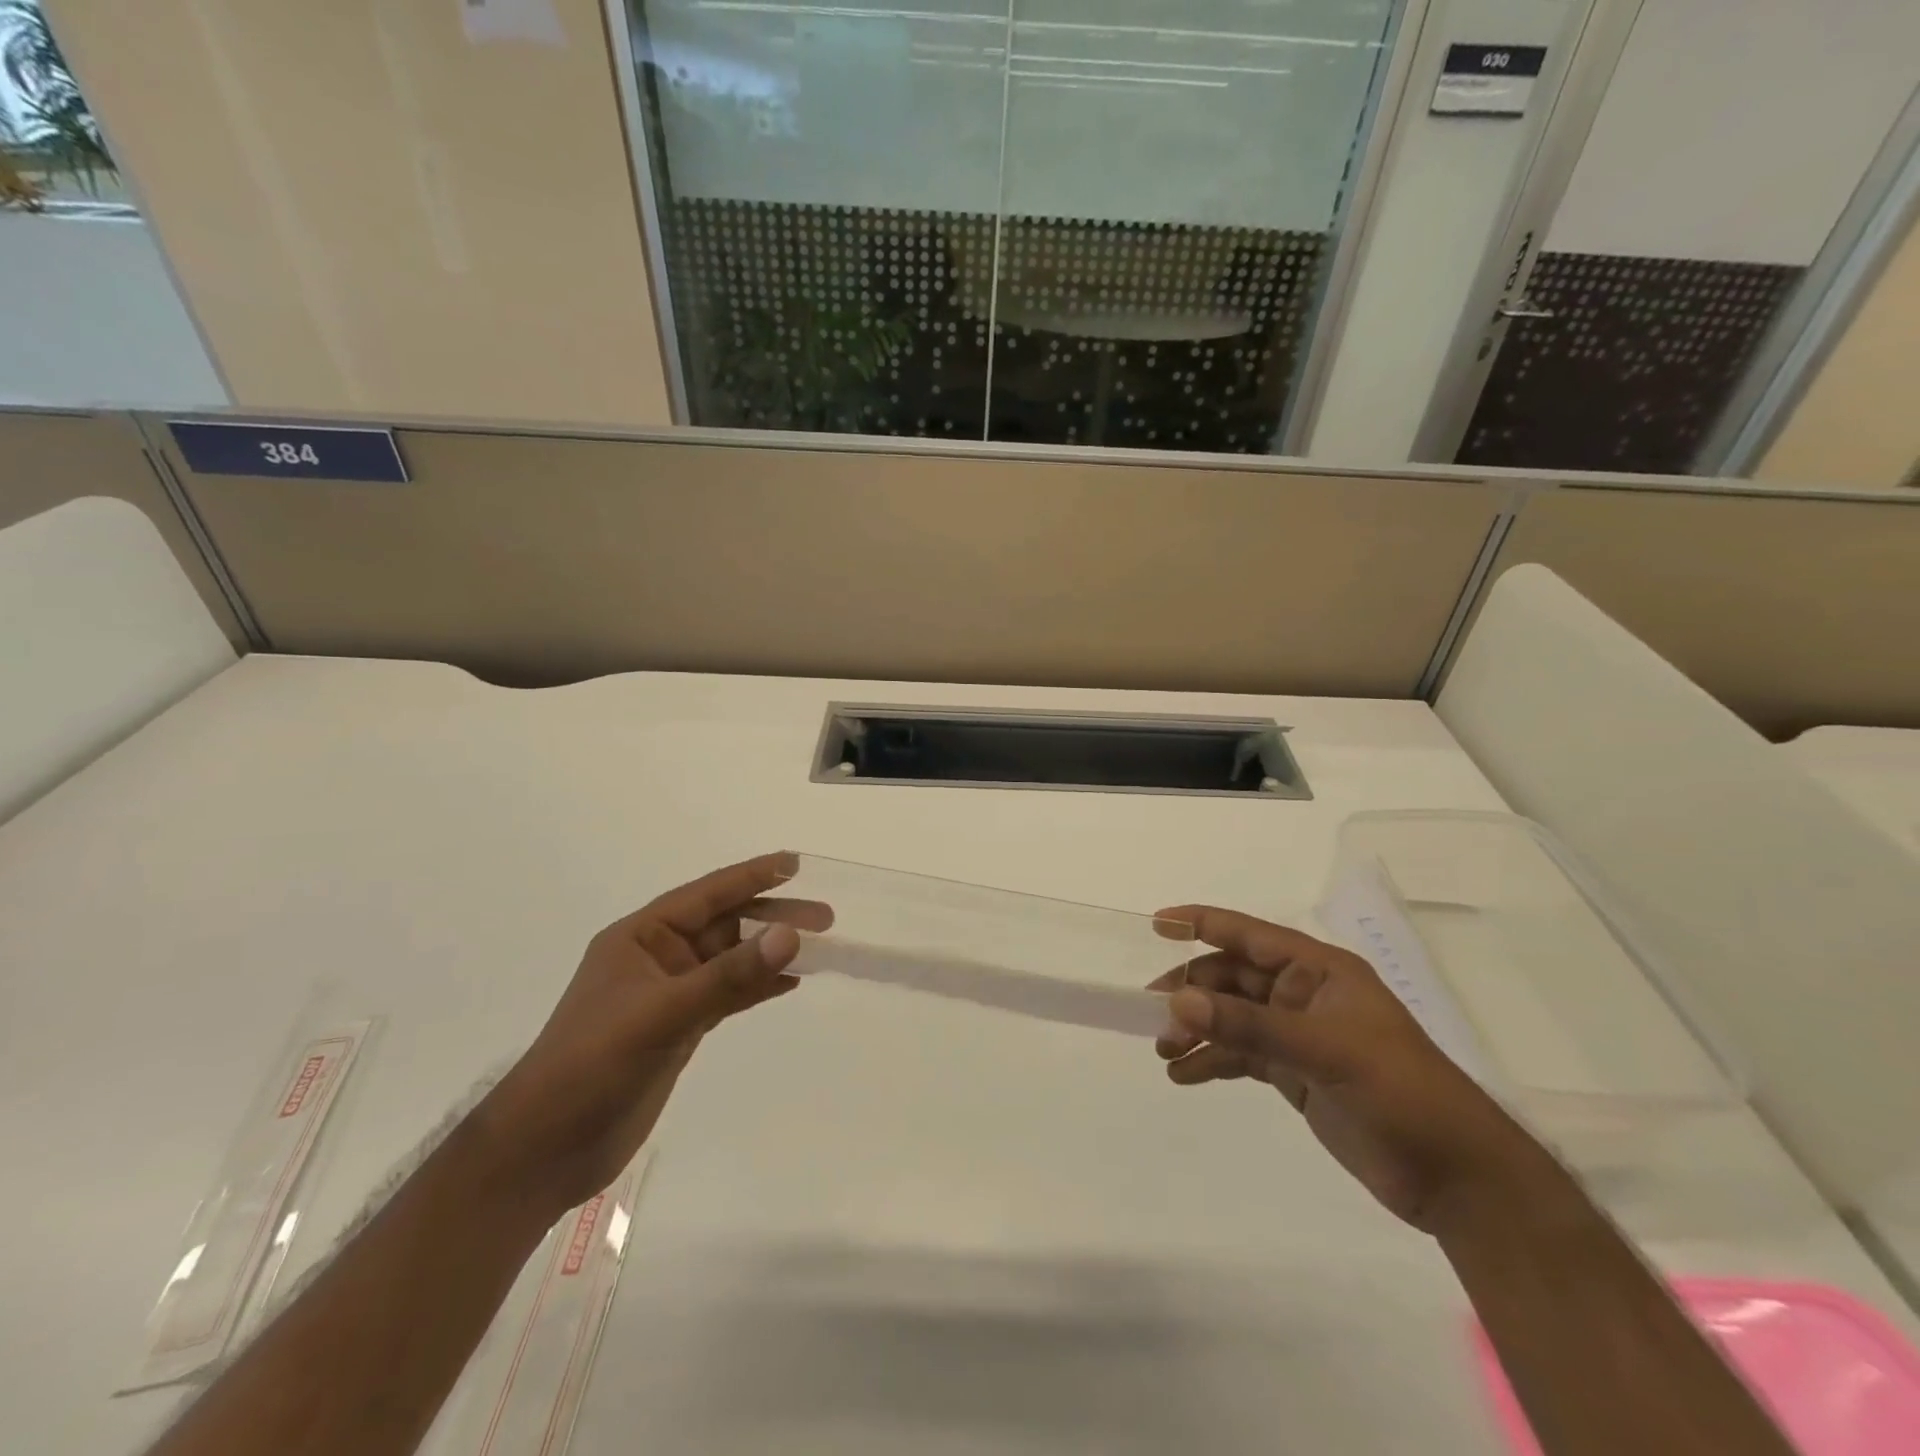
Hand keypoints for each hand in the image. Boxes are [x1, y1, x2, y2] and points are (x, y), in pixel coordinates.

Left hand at [476, 852, 830, 1214]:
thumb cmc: (593, 1066)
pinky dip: (758, 986)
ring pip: (731, 960)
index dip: (752, 876)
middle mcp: (657, 958)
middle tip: (826, 918)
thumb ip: (729, 976)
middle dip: (773, 918)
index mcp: (641, 937)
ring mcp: (669, 994)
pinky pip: (728, 994)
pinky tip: (790, 982)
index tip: (795, 864)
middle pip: (726, 926)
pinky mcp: (678, 1028)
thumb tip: (791, 935)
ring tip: (820, 947)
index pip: (707, 896)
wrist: (546, 1150)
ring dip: (771, 952)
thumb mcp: (663, 1015)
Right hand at [1151, 907, 1550, 1234]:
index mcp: (1319, 971)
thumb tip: (1179, 1002)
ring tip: (1164, 1052)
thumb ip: (1249, 1026)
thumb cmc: (1400, 1094)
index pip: (1249, 935)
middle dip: (1191, 992)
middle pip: (1231, 978)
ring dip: (1196, 1029)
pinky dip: (1211, 1062)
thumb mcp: (1324, 1052)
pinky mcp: (1295, 1073)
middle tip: (1152, 1016)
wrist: (1458, 1178)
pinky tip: (1185, 1076)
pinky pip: (1241, 1055)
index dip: (1202, 923)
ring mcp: (1298, 1035)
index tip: (1157, 923)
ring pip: (1231, 1018)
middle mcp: (1303, 995)